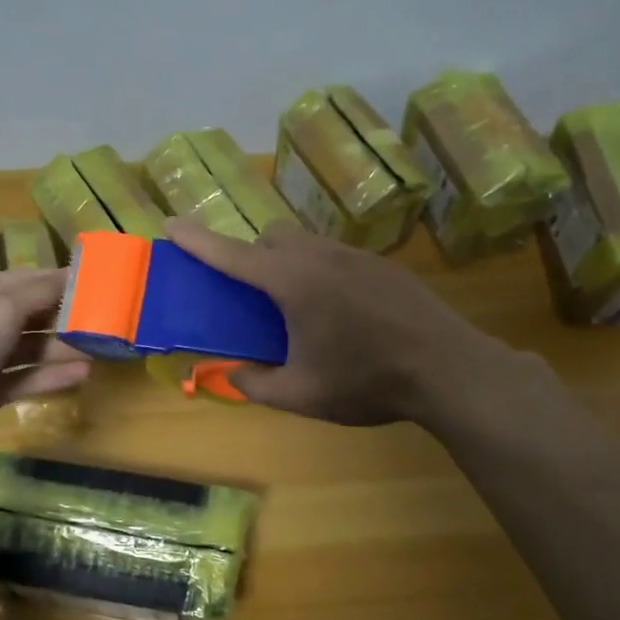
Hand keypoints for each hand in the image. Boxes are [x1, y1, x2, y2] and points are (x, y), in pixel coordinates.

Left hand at [0, 268, 90, 467]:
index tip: (103, 284)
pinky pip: (25, 378)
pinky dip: (51, 376)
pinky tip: (82, 374)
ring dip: (64, 348)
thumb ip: (41, 293)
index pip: (28, 280)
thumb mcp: (0, 309)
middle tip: (111, 321)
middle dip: (68, 317)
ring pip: (31, 348)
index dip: (64, 281)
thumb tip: (72, 274)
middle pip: (32, 314)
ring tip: (103, 349)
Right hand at [163, 218, 541, 426]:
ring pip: (306, 242)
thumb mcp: (302, 395)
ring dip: (287, 262)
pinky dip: (320, 272)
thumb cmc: (367, 381)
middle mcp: (320, 257)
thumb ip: (257, 384)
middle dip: (251, 255)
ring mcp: (356, 256)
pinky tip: (341, 313)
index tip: (170, 223)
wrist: (448, 369)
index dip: (198, 241)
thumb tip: (234, 374)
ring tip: (298, 308)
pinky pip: (336, 256)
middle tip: (252, 295)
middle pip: (272, 236)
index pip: (233, 254)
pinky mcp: (383, 265)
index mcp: (293, 282)